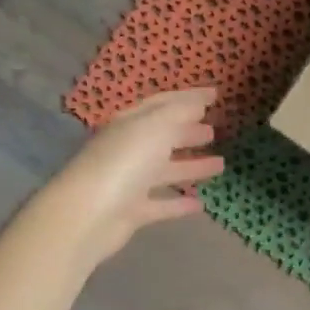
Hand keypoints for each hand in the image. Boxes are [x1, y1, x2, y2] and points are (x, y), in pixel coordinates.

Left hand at [45, 89, 223, 264]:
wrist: (89, 214)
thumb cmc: (124, 162)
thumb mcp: (156, 127)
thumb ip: (181, 112)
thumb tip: (201, 101)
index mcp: (131, 123)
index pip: (163, 104)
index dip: (190, 97)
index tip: (216, 95)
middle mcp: (129, 149)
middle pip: (163, 136)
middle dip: (188, 131)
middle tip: (214, 130)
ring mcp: (130, 181)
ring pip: (166, 170)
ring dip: (191, 166)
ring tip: (220, 165)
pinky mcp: (133, 212)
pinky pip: (162, 204)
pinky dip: (180, 203)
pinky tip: (201, 203)